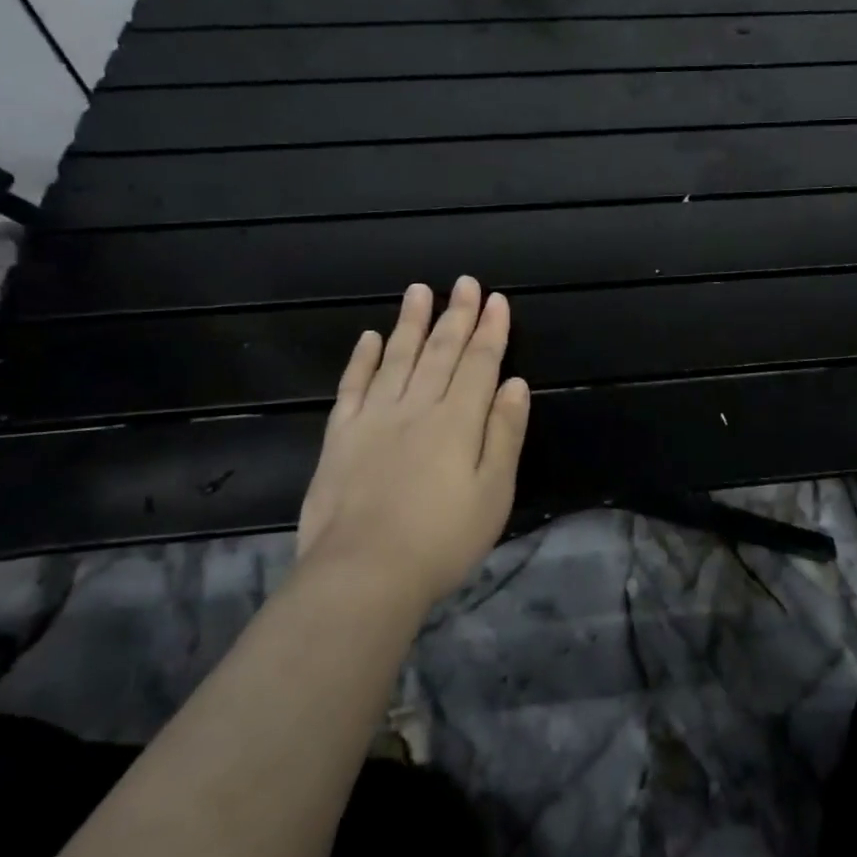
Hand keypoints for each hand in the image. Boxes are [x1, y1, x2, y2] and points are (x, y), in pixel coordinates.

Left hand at [296, 278, 529, 606]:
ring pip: (396, 358)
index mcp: (458, 420)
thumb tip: (515, 384)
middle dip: (456, 315)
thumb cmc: (442, 539)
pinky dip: (362, 359)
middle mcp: (417, 407)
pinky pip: (352, 387)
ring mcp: (374, 419)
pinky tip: (369, 337)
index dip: (490, 330)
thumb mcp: (494, 492)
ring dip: (410, 324)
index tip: (496, 299)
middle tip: (464, 283)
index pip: (479, 363)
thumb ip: (504, 434)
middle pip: (441, 352)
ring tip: (419, 291)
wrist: (363, 574)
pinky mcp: (340, 437)